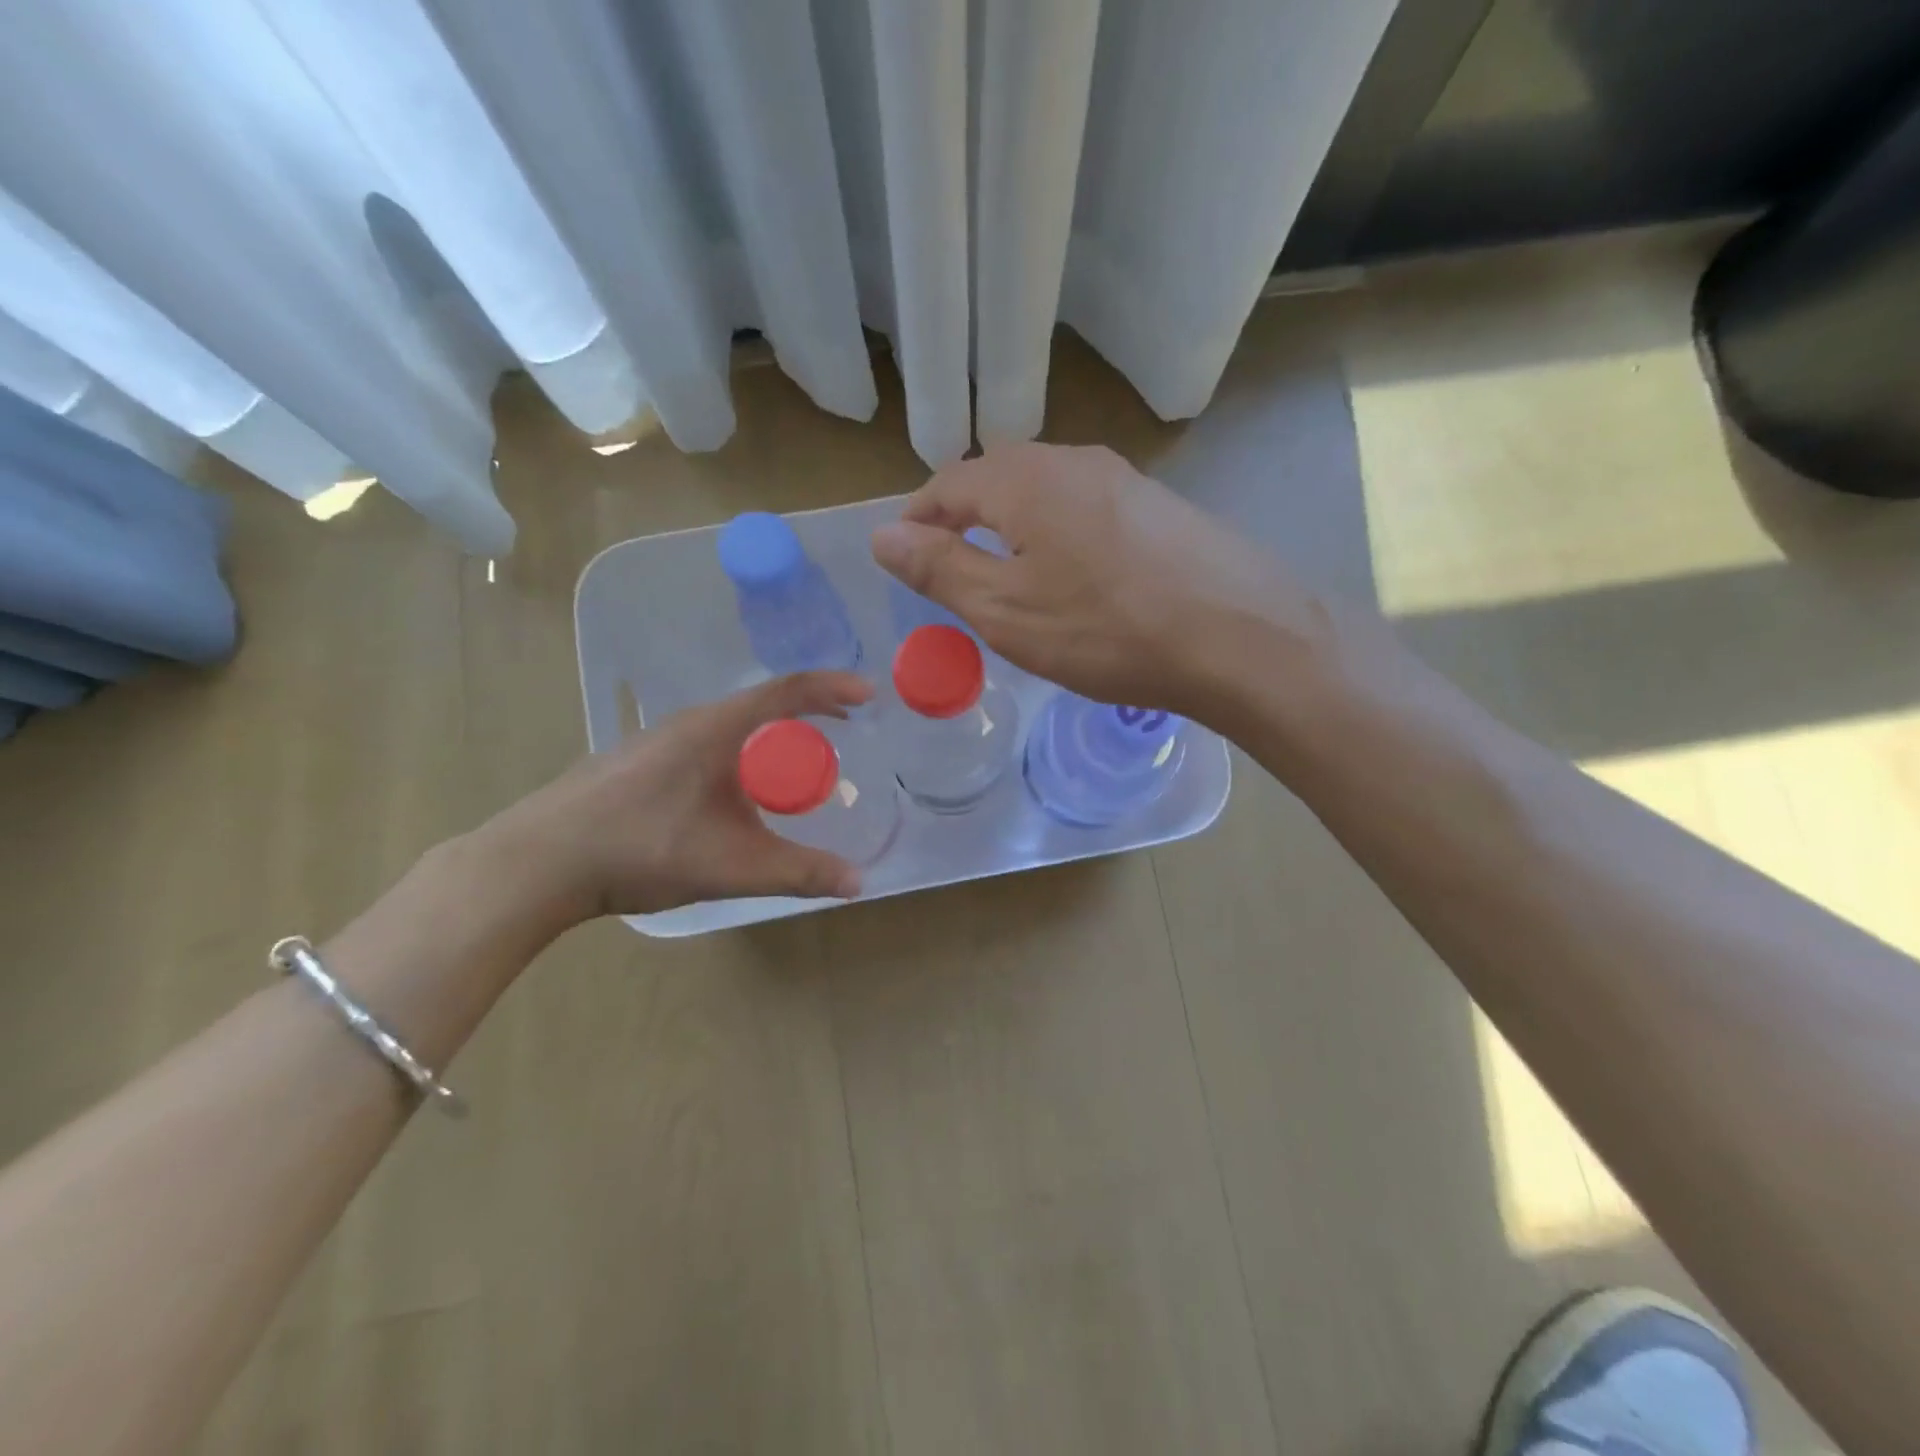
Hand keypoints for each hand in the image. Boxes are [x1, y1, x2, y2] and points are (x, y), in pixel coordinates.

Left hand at [482, 672, 873, 921]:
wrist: (539, 861)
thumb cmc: (641, 848)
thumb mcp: (731, 865)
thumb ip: (797, 872)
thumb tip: (858, 882)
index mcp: (716, 729)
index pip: (787, 691)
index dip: (833, 688)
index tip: (869, 694)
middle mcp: (690, 722)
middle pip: (763, 704)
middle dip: (809, 714)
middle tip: (842, 734)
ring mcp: (660, 740)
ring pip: (734, 726)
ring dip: (773, 737)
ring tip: (796, 767)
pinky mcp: (641, 762)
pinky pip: (710, 744)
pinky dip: (744, 754)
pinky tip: (737, 794)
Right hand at [871, 443, 1310, 717]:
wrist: (1240, 639)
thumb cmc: (1106, 629)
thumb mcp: (1005, 610)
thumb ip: (939, 569)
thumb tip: (882, 535)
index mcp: (1024, 480)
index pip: (948, 483)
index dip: (918, 519)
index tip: (904, 558)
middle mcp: (1072, 460)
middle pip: (996, 479)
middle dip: (963, 519)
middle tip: (952, 571)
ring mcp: (1123, 479)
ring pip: (1044, 493)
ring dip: (1012, 526)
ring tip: (1009, 577)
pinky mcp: (1159, 506)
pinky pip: (1086, 510)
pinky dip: (1059, 535)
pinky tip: (1076, 579)